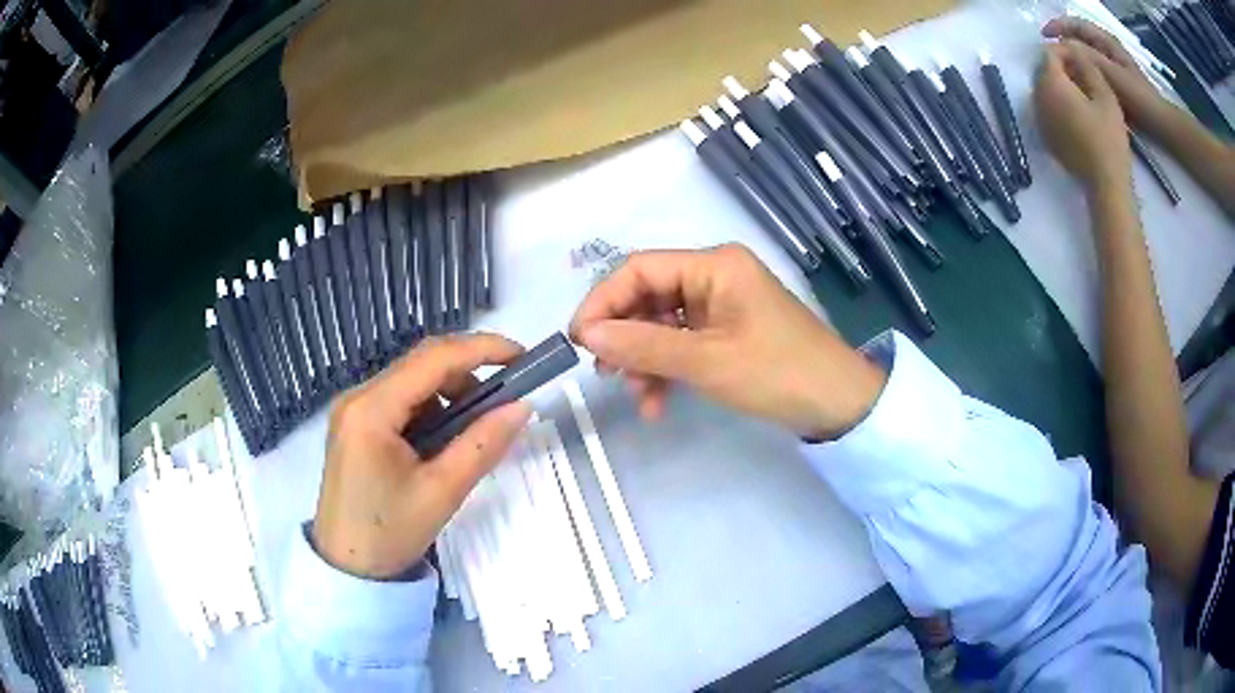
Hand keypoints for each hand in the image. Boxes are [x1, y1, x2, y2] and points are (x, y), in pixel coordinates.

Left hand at [313, 334, 531, 578]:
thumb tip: (522, 407)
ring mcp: (353, 410)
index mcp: (372, 409)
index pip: (433, 358)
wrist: (347, 567)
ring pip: (411, 380)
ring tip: (474, 428)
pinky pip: (400, 400)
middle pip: (420, 363)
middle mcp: (358, 397)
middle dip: (468, 372)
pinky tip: (444, 439)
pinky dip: (430, 409)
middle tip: (506, 397)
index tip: (522, 358)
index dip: (482, 349)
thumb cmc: (390, 533)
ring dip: (449, 392)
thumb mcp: (442, 492)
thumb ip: (483, 444)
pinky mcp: (355, 425)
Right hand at [569, 244, 886, 439]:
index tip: (579, 340)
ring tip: (634, 394)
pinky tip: (657, 401)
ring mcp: (721, 304)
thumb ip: (643, 345)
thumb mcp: (706, 361)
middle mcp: (715, 275)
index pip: (640, 269)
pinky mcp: (727, 331)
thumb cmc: (776, 373)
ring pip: (662, 323)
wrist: (838, 404)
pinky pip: (683, 342)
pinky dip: (666, 368)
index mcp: (714, 265)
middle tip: (604, 372)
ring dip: (643, 358)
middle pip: (649, 296)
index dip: (603, 301)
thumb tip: (586, 334)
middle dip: (624, 335)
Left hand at [1034, 41, 1131, 189]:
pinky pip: (1046, 108)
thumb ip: (1086, 65)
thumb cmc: (1109, 138)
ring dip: (1058, 83)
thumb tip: (1073, 48)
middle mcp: (1038, 97)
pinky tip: (1076, 111)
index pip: (1049, 53)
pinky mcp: (1046, 135)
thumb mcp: (1105, 95)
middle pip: (1043, 69)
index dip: (1064, 50)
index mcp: (1051, 83)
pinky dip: (1057, 102)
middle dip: (1060, 65)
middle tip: (1082, 72)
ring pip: (1044, 88)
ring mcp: (1039, 118)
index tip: (1081, 57)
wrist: (1106, 184)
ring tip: (1081, 90)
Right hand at [1042, 17, 1173, 131]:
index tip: (1044, 37)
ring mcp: (1111, 67)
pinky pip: (1092, 73)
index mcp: (1105, 40)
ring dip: (1073, 61)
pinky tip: (1077, 86)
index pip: (1076, 24)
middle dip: (1064, 44)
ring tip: (1061, 71)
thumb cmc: (1137, 96)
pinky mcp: (1114, 84)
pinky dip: (1082, 75)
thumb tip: (1061, 45)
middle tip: (1051, 56)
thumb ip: (1087, 55)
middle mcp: (1106, 49)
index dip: (1058, 26)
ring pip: (1085, 57)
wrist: (1159, 124)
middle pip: (1079, 39)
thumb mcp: (1111, 72)